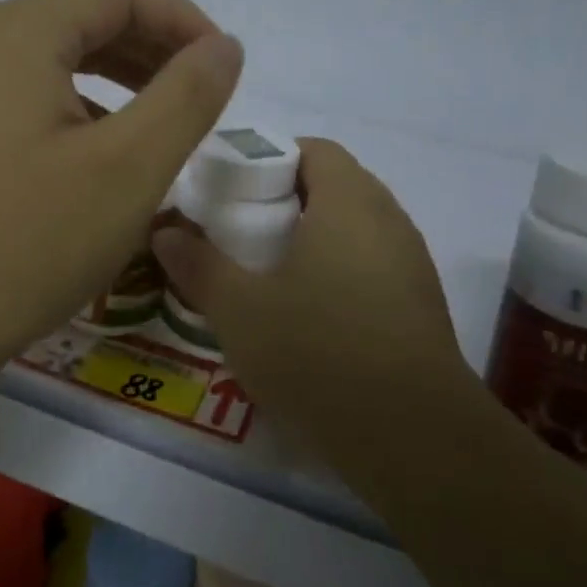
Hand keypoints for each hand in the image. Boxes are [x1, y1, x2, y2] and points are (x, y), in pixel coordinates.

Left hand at [0, 0, 243, 393]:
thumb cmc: (26, 241)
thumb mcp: (129, 168)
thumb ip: (187, 96)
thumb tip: (223, 45)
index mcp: (19, 32)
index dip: (183, 19)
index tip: (222, 68)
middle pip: (83, 18)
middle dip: (152, 49)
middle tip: (199, 99)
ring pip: (54, 61)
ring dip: (117, 82)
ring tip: (159, 128)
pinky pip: (26, 100)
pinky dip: (77, 112)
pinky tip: (98, 159)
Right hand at [152, 139, 470, 444]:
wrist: (413, 436)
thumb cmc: (318, 353)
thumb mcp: (239, 310)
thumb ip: (198, 265)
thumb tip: (165, 232)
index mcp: (349, 202)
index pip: (316, 149)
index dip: (272, 158)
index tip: (234, 191)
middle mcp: (389, 221)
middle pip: (336, 186)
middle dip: (286, 201)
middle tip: (241, 234)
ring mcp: (412, 265)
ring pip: (356, 230)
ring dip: (314, 240)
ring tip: (268, 276)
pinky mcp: (421, 306)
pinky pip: (373, 267)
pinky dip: (338, 273)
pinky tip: (309, 318)